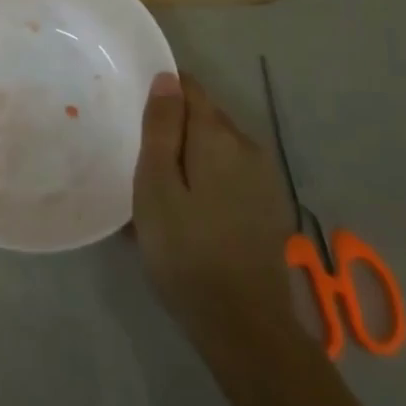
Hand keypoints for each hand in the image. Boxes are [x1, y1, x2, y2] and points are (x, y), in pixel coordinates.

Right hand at [133, 72, 303, 369]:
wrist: (245, 328)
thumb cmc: (186, 251)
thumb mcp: (156, 186)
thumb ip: (162, 127)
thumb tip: (167, 77)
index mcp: (218, 135)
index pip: (190, 88)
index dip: (162, 94)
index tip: (136, 117)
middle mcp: (247, 145)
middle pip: (204, 117)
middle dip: (175, 129)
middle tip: (142, 161)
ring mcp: (264, 177)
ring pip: (218, 148)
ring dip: (192, 158)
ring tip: (163, 193)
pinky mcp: (269, 206)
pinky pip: (231, 175)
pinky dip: (209, 181)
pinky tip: (191, 215)